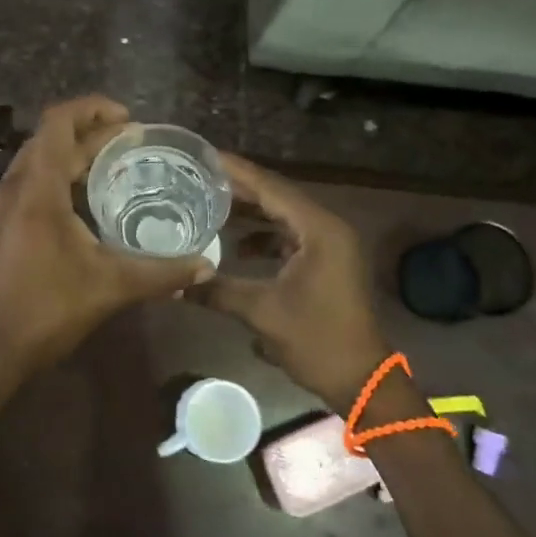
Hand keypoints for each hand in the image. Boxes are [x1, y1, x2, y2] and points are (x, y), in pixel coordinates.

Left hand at [0, 96, 214, 376]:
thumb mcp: (110, 287)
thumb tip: (206, 267)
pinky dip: (59, 178)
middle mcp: (13, 187)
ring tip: (113, 164)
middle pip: (50, 139)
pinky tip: (86, 202)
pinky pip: (31, 184)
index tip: (128, 118)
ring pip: (38, 161)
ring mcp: (1, 207)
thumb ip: (161, 273)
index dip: (93, 108)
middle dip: (91, 132)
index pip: (58, 122)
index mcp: (37, 188)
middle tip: (133, 142)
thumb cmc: (47, 309)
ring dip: (73, 155)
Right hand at [193, 155, 389, 408]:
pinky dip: (265, 236)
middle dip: (240, 188)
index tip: (205, 156)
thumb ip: (218, 291)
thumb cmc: (317, 340)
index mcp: (319, 229)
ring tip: (210, 204)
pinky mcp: (327, 262)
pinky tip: (237, 245)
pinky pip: (290, 236)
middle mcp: (327, 228)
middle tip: (199, 176)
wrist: (360, 380)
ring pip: (284, 216)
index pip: (271, 188)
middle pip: (278, 197)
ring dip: (251, 212)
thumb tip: (174, 284)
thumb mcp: (262, 313)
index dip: (237, 172)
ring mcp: (330, 245)